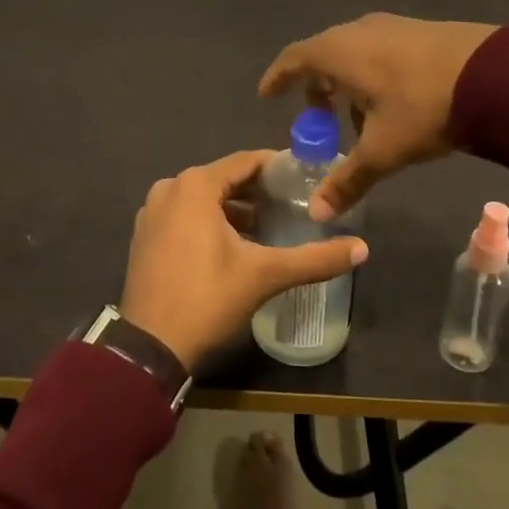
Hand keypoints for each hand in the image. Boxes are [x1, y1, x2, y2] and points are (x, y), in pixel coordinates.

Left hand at [120, 149, 368, 371]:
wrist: (150, 347)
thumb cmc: (207, 298)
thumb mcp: (265, 275)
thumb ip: (315, 259)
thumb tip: (363, 249)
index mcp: (195, 185)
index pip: (246, 161)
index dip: (278, 167)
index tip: (306, 178)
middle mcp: (170, 188)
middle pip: (224, 178)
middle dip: (258, 190)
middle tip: (293, 203)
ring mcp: (152, 212)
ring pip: (203, 198)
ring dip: (235, 208)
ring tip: (269, 225)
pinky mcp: (145, 236)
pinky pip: (185, 215)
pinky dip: (209, 221)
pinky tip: (234, 244)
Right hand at [258, 13, 496, 219]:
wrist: (498, 74)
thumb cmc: (424, 108)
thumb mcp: (382, 150)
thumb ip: (347, 180)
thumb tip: (317, 214)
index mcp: (339, 52)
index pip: (294, 58)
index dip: (278, 77)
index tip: (267, 96)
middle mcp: (360, 31)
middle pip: (323, 56)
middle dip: (316, 89)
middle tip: (317, 120)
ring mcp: (393, 27)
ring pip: (355, 54)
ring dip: (348, 85)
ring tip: (359, 122)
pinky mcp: (421, 31)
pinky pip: (381, 52)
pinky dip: (373, 76)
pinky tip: (393, 105)